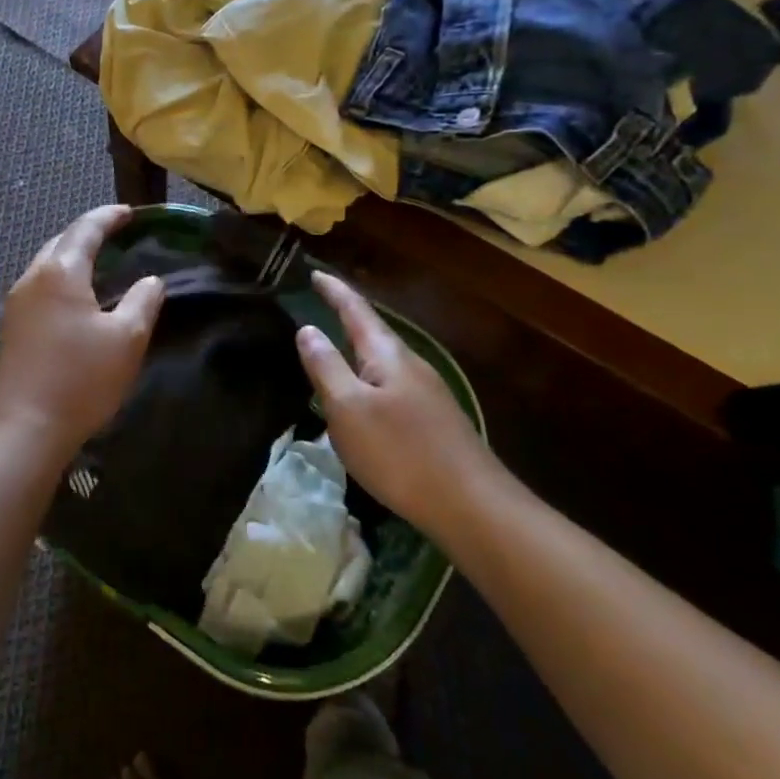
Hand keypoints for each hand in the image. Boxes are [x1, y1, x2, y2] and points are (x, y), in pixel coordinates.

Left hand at [0, 206, 165, 460]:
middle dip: (88, 233)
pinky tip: (75, 298)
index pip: (86, 228)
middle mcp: (32, 278)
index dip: (109, 216)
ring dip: (71, 256)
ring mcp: (15, 303)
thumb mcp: (126, 340)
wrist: (23, 430)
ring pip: (46, 264)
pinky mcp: (10, 328)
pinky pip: (39, 287)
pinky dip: (60, 279)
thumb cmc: (80, 380)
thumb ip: (143, 302)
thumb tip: (151, 280)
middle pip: (60, 242)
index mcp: (60, 272)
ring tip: (99, 264)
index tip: (130, 212)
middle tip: (116, 235)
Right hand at [295, 270, 495, 525]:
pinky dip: (369, 378)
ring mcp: (426, 394)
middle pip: (374, 332)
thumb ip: (326, 366)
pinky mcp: (433, 421)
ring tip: (335, 348)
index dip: (334, 291)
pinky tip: (363, 398)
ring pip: (384, 361)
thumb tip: (308, 328)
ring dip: (358, 349)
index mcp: (387, 355)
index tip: (315, 272)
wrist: (472, 506)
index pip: (356, 311)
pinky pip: (391, 386)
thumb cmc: (400, 452)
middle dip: (347, 316)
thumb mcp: (348, 408)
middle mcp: (410, 365)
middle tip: (322, 303)